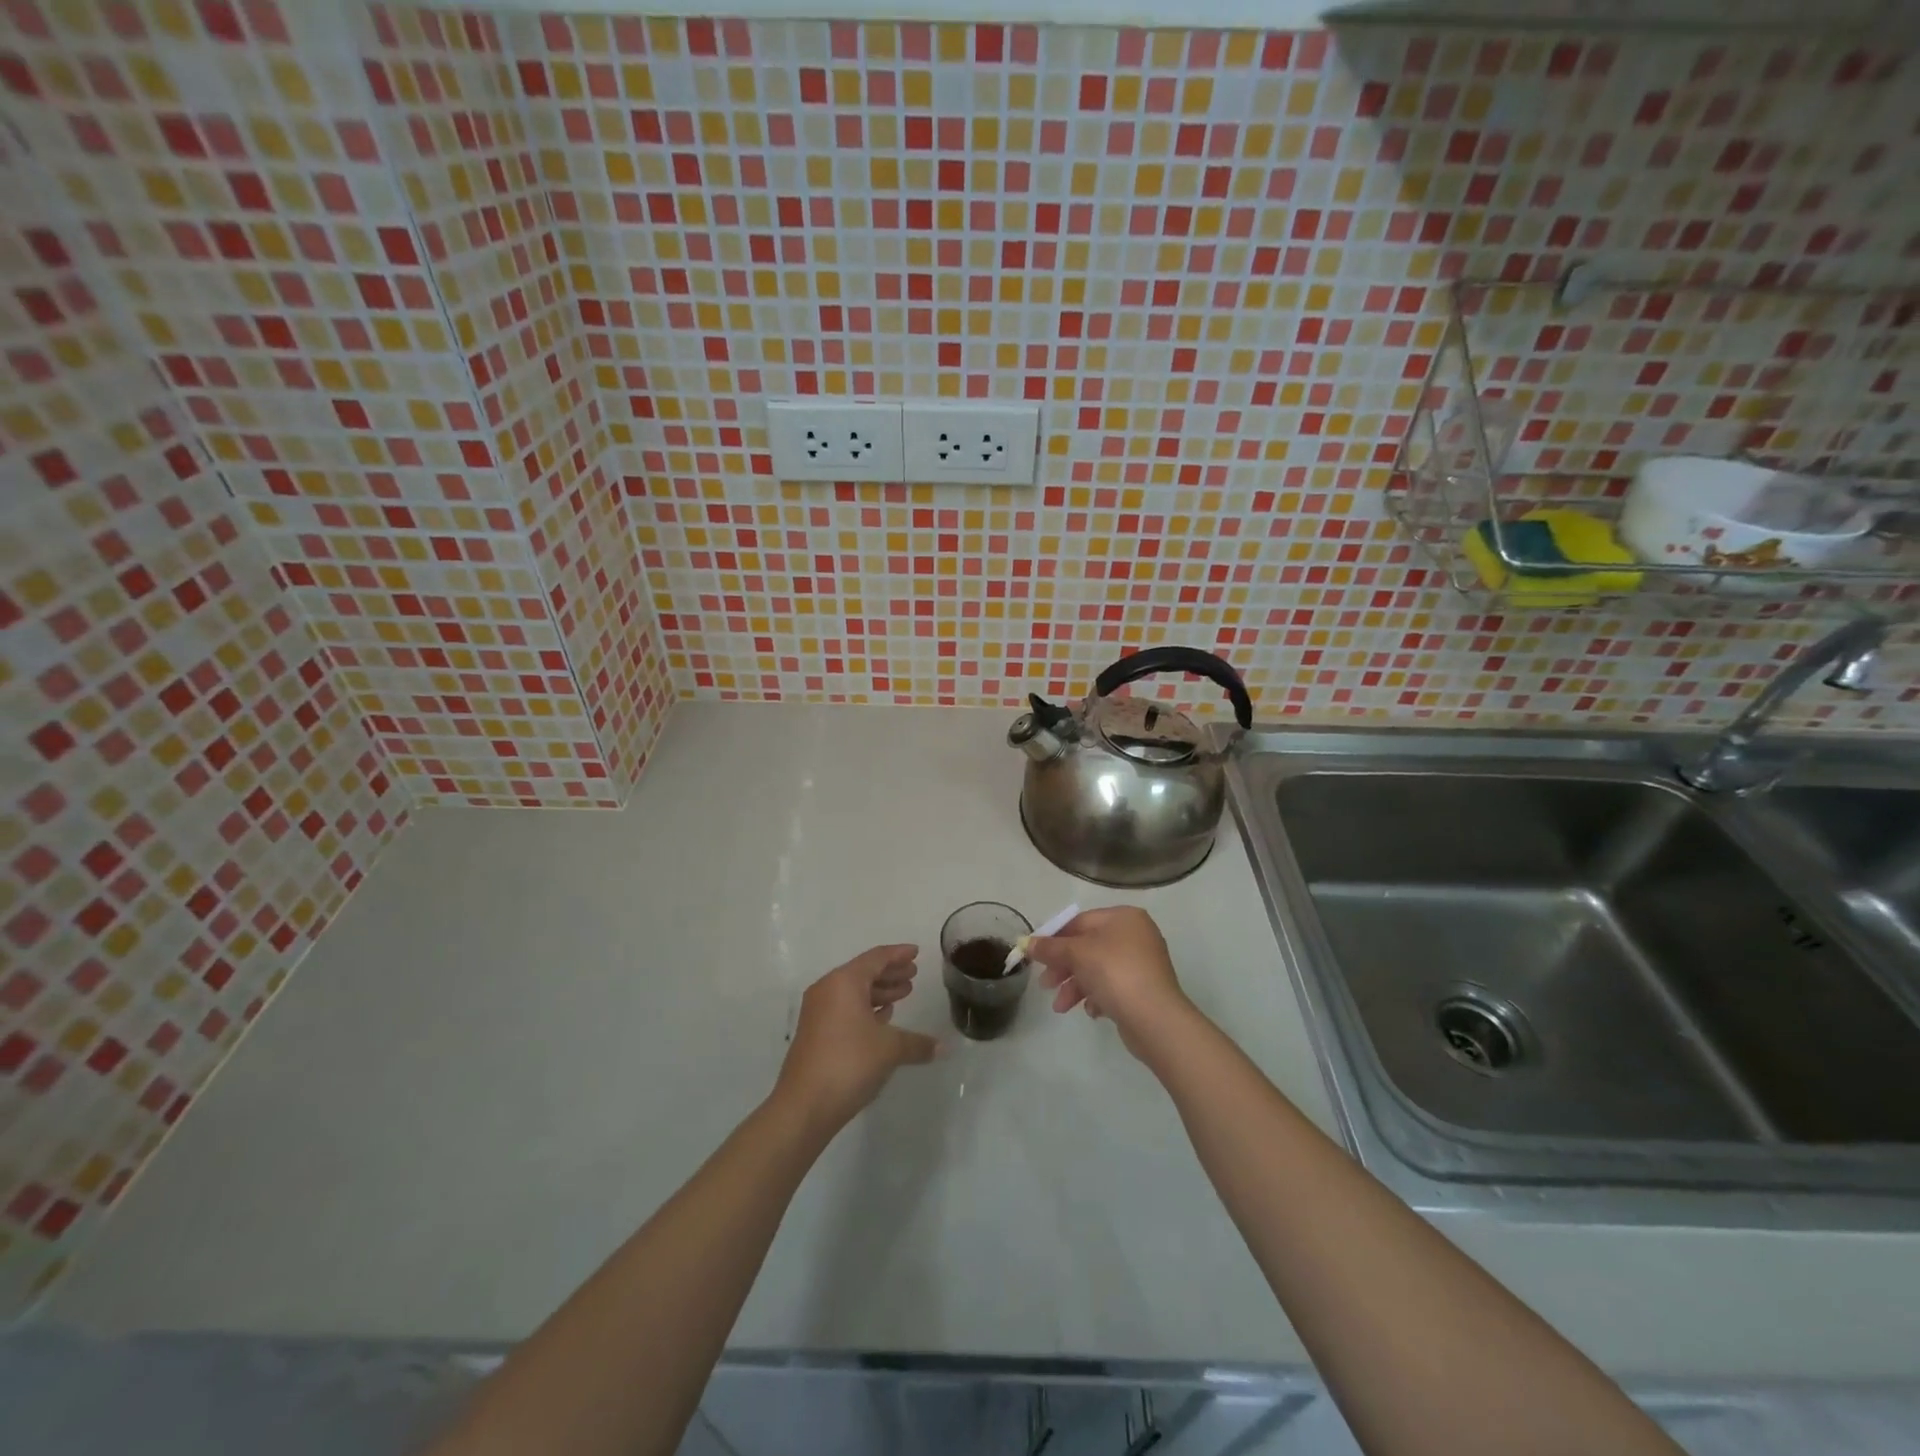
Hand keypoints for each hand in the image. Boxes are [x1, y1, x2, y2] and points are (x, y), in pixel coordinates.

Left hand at [773, 945, 938, 1134]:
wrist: (804, 1106)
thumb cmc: (849, 1063)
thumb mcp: (890, 1049)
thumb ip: (918, 1043)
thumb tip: (943, 1047)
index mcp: (844, 982)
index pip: (876, 958)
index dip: (898, 954)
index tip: (916, 952)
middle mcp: (827, 990)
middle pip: (863, 973)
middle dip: (890, 973)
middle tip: (913, 975)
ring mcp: (818, 1012)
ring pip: (853, 992)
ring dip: (879, 992)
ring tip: (902, 996)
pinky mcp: (815, 1033)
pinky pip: (844, 1009)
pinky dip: (865, 1009)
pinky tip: (882, 1018)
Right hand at [1030, 906, 1193, 1060]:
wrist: (1155, 1019)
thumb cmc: (1115, 973)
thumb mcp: (1077, 954)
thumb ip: (1050, 947)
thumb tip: (1026, 943)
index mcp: (1123, 917)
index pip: (1080, 921)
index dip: (1054, 938)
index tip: (1036, 957)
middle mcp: (1136, 935)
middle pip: (1087, 946)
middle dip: (1064, 967)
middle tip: (1046, 985)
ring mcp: (1142, 963)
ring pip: (1098, 969)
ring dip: (1075, 986)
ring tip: (1061, 1007)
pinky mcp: (1144, 989)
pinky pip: (1112, 987)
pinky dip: (1097, 996)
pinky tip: (1091, 1011)